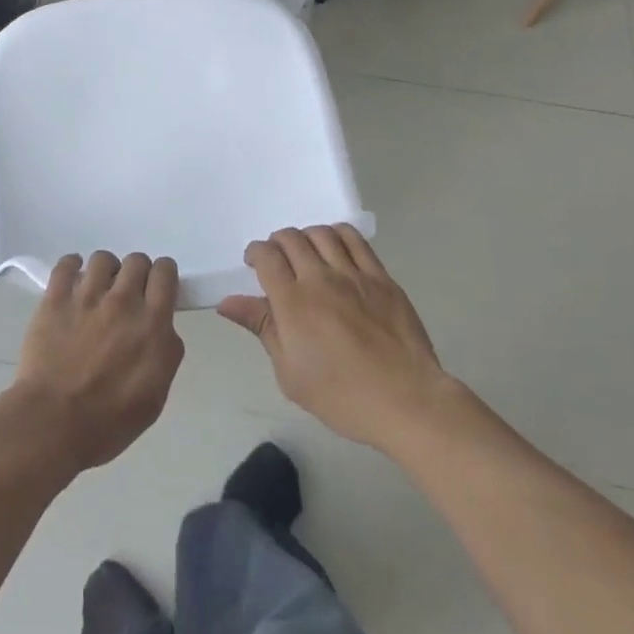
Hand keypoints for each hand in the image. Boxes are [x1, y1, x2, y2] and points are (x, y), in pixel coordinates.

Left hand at [8, 252, 184, 474]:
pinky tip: (71, 280)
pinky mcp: (55, 299)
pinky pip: (66, 264)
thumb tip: (162, 330)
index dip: (163, 276)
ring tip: (97, 290)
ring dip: (105, 271)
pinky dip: (71, 266)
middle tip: (127, 296)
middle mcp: (122, 301)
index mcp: (152, 324)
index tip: (156, 290)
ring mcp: (86, 296)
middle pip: (136, 260)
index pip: (165, 272)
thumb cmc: (109, 422)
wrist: (53, 424)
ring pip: (102, 259)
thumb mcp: (155, 397)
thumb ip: (165, 353)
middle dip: (136, 273)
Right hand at [219, 225, 455, 451]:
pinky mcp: (380, 277)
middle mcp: (320, 278)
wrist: (405, 400)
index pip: (266, 256)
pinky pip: (355, 240)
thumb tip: (228, 302)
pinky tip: (335, 248)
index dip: (255, 253)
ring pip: (322, 233)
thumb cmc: (341, 395)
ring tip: (306, 252)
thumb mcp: (290, 373)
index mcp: (293, 302)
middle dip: (277, 243)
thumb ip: (262, 328)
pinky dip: (338, 235)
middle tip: (278, 260)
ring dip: (306, 236)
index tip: (254, 263)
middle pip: (291, 239)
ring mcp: (353, 274)